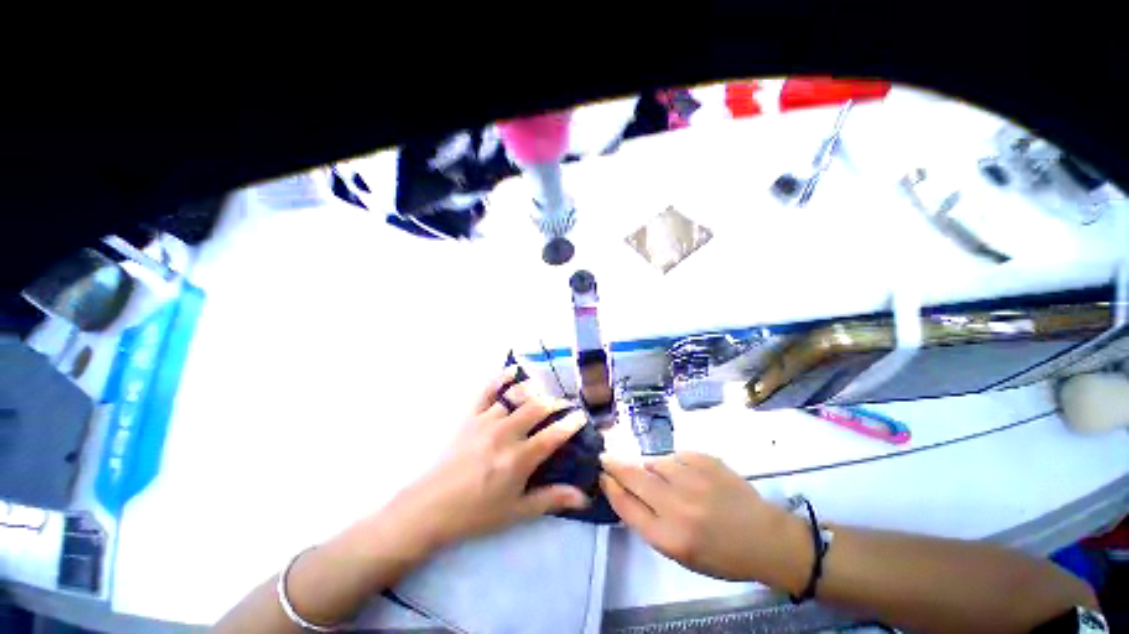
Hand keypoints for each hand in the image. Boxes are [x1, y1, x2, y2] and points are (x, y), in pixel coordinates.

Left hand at [388, 367, 589, 551]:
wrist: (430, 508)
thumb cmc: (476, 513)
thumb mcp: (516, 512)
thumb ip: (551, 499)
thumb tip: (583, 497)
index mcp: (518, 459)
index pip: (553, 435)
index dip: (571, 423)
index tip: (581, 416)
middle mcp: (505, 433)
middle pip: (537, 407)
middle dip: (555, 403)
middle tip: (563, 406)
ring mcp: (486, 421)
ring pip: (516, 395)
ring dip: (534, 391)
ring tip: (543, 393)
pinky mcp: (470, 416)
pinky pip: (488, 391)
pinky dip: (501, 378)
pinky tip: (513, 370)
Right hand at [600, 452, 812, 592]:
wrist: (765, 538)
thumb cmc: (720, 554)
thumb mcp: (679, 552)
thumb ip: (649, 521)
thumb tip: (626, 489)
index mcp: (669, 537)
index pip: (626, 505)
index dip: (610, 487)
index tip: (601, 475)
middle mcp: (677, 505)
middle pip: (633, 477)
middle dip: (615, 465)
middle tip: (605, 458)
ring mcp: (692, 478)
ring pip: (654, 462)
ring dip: (651, 468)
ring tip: (667, 481)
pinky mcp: (704, 459)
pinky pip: (675, 457)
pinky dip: (673, 464)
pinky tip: (688, 477)